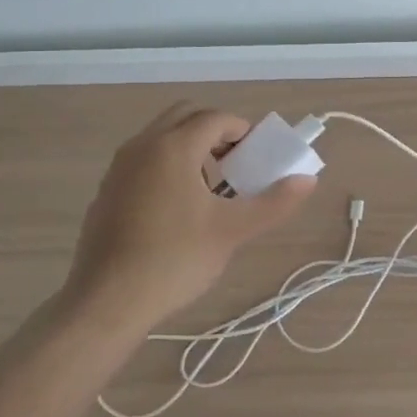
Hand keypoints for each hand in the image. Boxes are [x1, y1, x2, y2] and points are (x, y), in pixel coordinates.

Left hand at [63, 102, 316, 326]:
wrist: (108, 300)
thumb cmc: (175, 259)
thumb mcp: (232, 231)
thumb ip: (274, 202)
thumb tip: (308, 180)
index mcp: (173, 147)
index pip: (216, 118)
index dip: (243, 131)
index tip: (258, 157)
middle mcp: (142, 145)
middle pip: (185, 116)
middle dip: (215, 132)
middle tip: (235, 165)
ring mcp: (119, 166)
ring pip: (161, 136)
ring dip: (190, 147)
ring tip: (210, 189)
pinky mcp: (107, 189)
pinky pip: (144, 159)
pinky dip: (167, 165)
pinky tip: (177, 209)